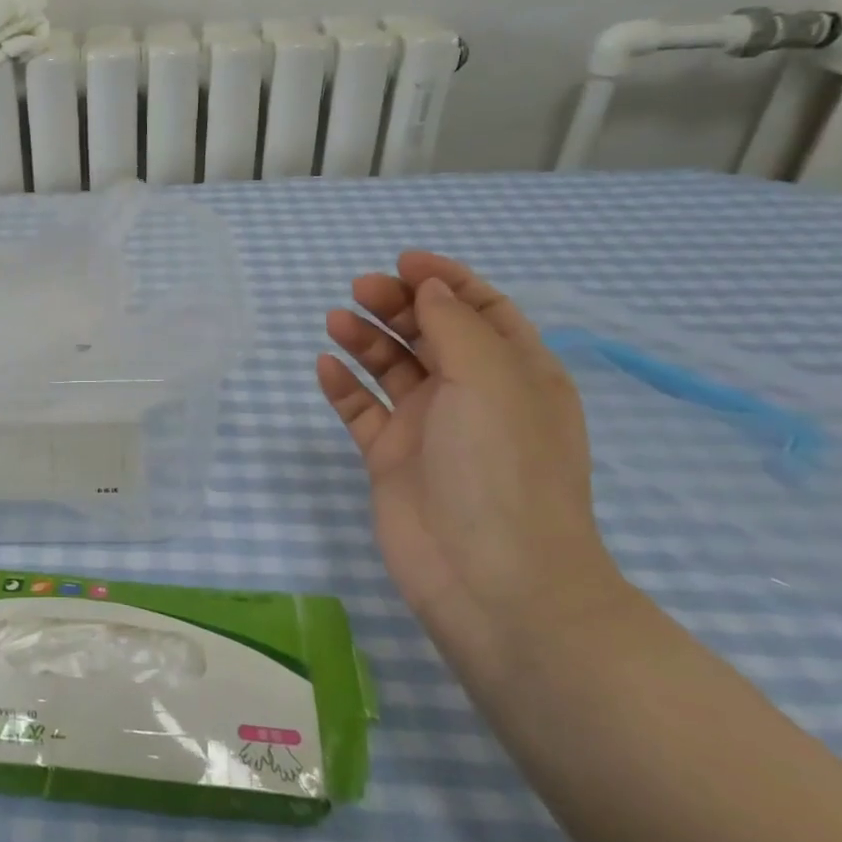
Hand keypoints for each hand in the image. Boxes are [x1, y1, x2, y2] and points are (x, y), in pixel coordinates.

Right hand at [316, 252, 626, 678]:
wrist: (491, 579)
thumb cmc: (503, 468)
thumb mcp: (491, 379)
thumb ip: (455, 325)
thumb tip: (430, 287)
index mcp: (516, 374)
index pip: (481, 310)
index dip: (445, 280)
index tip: (403, 262)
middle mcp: (474, 396)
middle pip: (430, 333)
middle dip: (397, 305)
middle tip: (360, 290)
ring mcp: (430, 429)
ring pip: (392, 369)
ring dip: (366, 340)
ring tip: (336, 322)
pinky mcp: (391, 459)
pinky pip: (363, 411)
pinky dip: (345, 386)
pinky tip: (325, 367)